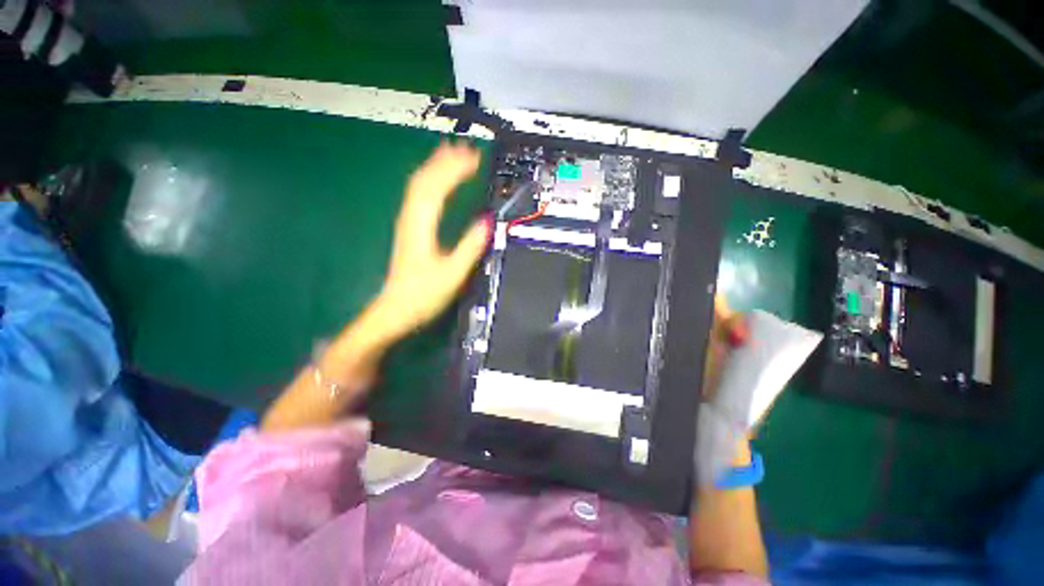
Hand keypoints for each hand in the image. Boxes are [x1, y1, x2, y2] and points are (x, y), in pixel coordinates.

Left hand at [375, 142, 490, 338]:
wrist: (397, 308)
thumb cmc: (424, 293)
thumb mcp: (452, 273)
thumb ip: (470, 246)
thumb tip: (487, 221)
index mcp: (421, 226)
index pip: (437, 187)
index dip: (455, 170)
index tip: (475, 159)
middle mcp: (411, 217)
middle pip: (425, 179)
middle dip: (446, 161)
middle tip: (468, 149)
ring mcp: (408, 221)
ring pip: (419, 184)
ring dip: (437, 166)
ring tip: (454, 154)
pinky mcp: (410, 227)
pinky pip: (419, 195)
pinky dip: (431, 181)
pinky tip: (439, 180)